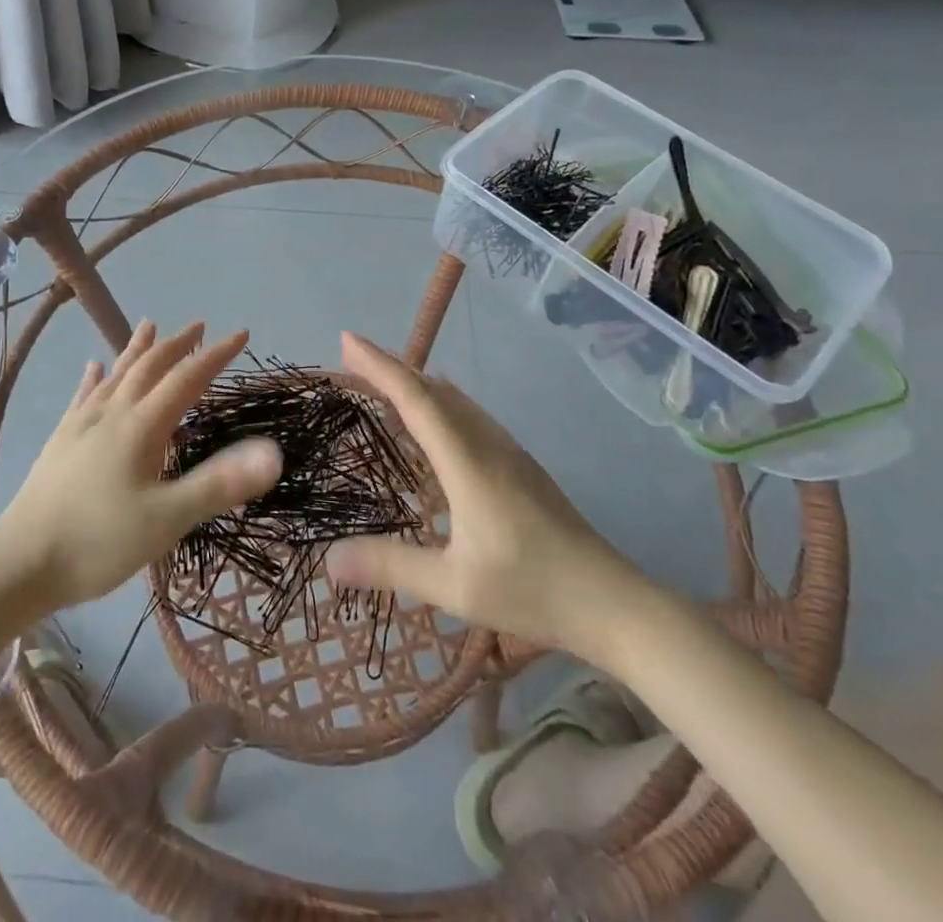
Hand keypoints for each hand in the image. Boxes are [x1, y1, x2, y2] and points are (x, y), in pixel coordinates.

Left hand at [0, 320, 281, 611]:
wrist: (18, 564)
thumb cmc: (97, 543)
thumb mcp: (167, 519)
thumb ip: (219, 484)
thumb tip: (273, 452)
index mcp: (141, 427)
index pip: (186, 379)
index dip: (216, 355)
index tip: (241, 333)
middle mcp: (111, 414)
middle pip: (149, 367)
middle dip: (177, 345)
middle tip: (199, 326)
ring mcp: (81, 426)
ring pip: (115, 375)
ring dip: (136, 350)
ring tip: (148, 325)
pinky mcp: (60, 442)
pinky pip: (82, 397)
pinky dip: (94, 378)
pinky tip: (93, 368)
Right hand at [324, 332, 656, 671]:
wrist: (614, 602)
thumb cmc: (532, 590)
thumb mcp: (454, 586)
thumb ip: (391, 567)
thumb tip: (329, 559)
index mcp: (467, 461)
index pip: (415, 399)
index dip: (379, 366)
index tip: (347, 340)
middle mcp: (487, 443)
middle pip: (433, 390)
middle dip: (391, 368)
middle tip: (352, 360)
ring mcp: (508, 452)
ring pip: (454, 400)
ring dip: (416, 384)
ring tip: (384, 383)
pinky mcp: (520, 466)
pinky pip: (469, 415)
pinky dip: (438, 403)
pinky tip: (435, 422)